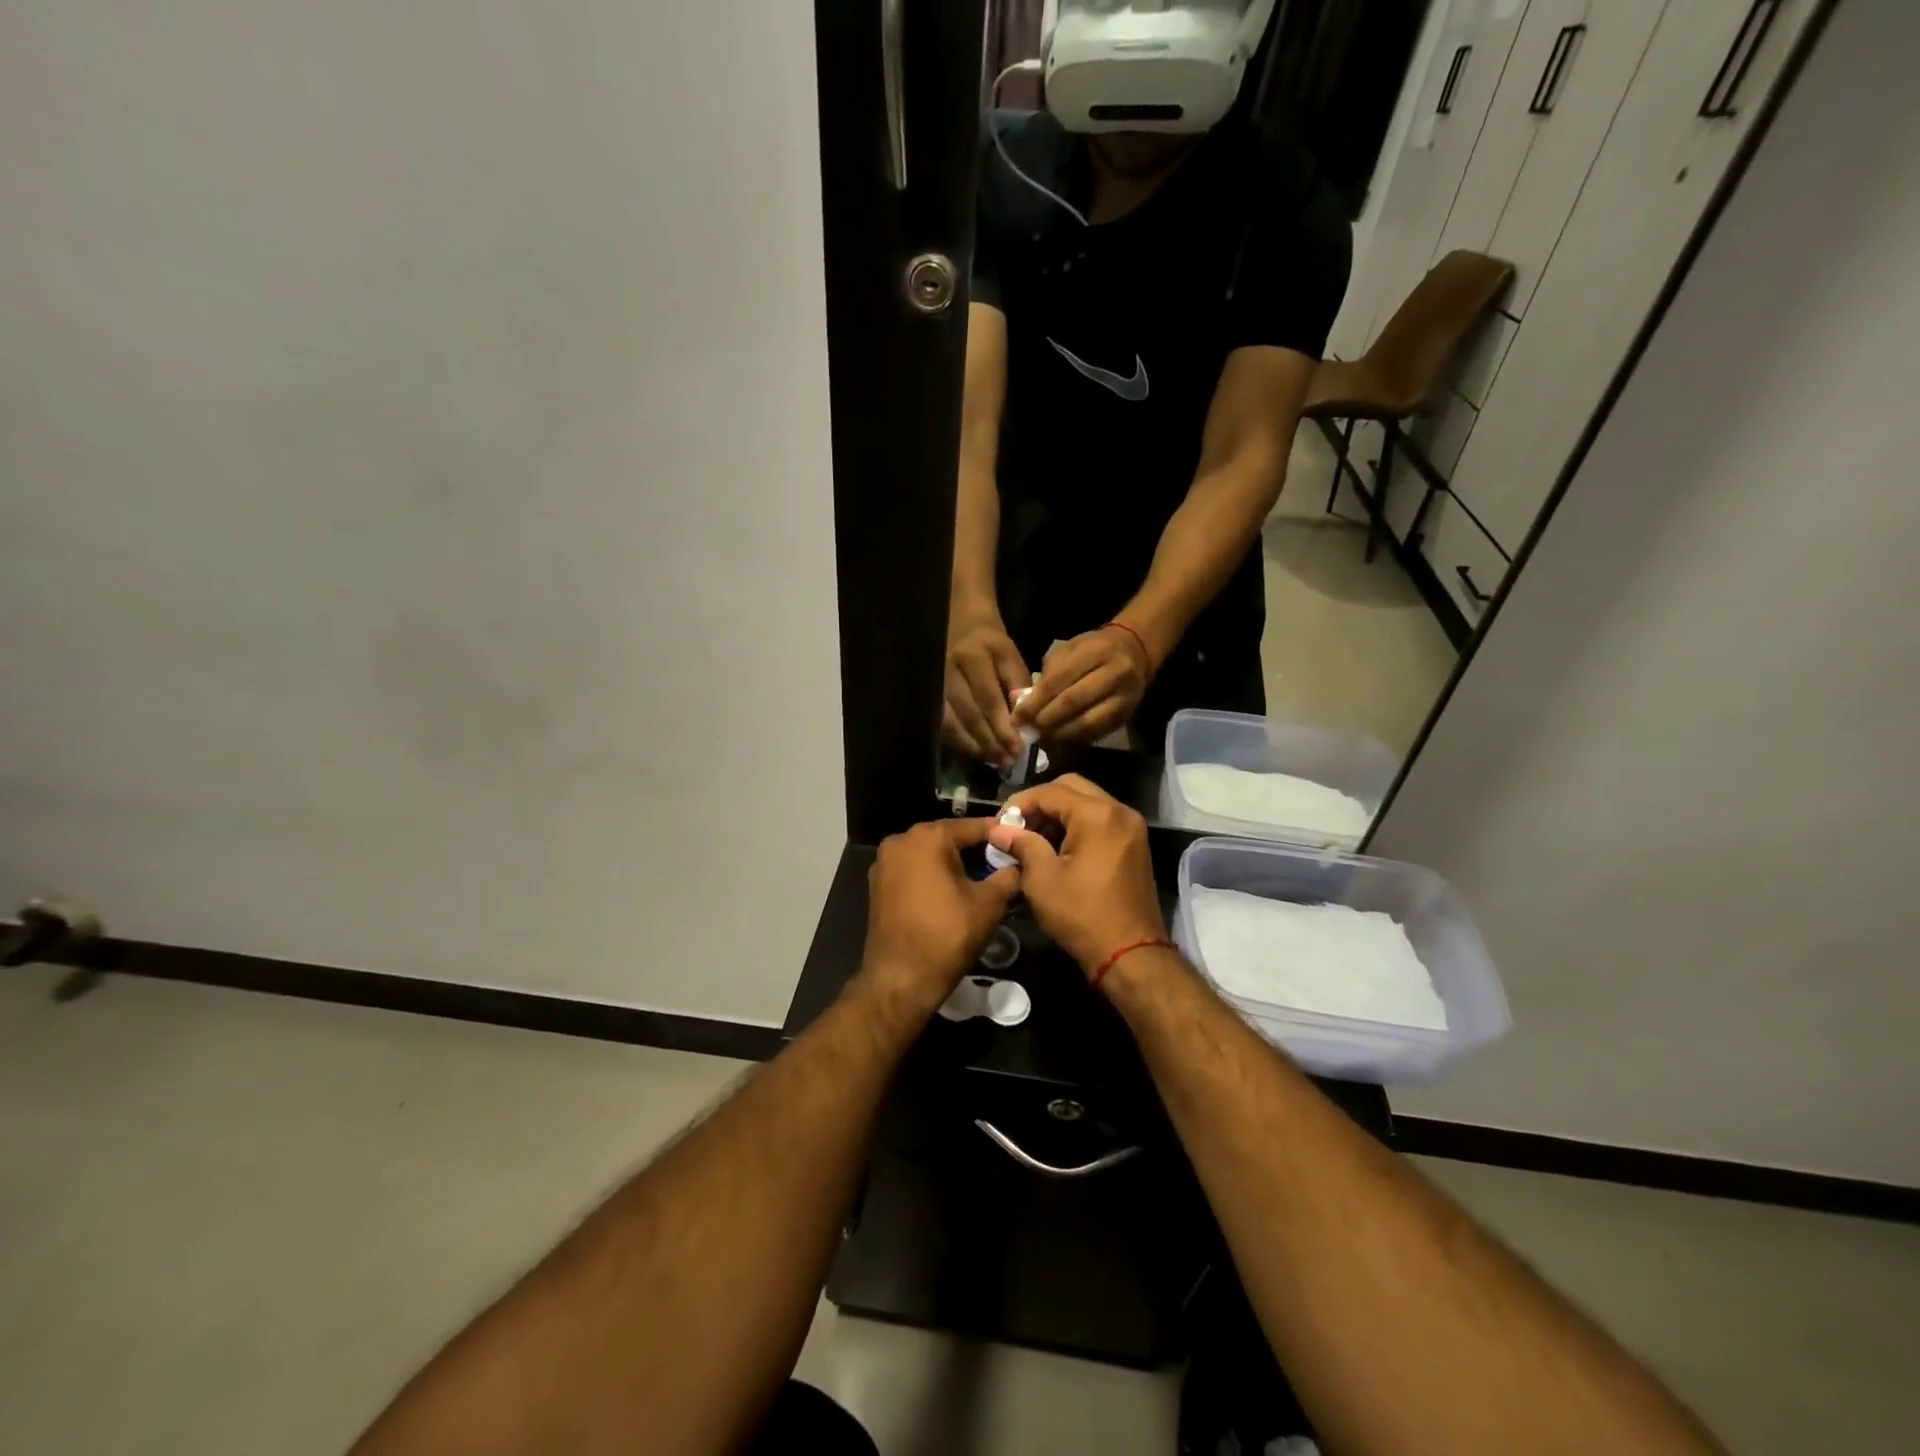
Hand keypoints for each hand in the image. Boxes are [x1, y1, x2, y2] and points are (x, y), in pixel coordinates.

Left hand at [860, 817, 1020, 1016]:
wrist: (901, 979)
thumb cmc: (947, 935)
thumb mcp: (989, 903)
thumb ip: (1008, 875)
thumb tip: (1019, 864)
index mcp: (927, 837)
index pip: (972, 826)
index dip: (999, 834)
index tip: (1020, 842)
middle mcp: (900, 841)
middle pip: (948, 838)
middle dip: (975, 849)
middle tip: (1003, 863)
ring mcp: (884, 864)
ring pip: (929, 855)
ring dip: (953, 863)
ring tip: (982, 879)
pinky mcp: (878, 886)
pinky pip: (913, 871)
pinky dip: (933, 876)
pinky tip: (953, 893)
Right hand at [943, 612, 1030, 763]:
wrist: (960, 621)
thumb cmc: (990, 642)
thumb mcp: (1010, 655)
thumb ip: (1018, 684)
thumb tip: (1021, 721)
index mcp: (974, 656)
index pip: (988, 698)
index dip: (1003, 726)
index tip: (1018, 748)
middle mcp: (949, 670)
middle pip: (969, 714)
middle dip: (990, 742)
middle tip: (1007, 761)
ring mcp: (934, 683)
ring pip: (951, 723)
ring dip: (973, 746)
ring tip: (993, 760)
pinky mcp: (928, 693)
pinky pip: (941, 723)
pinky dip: (958, 741)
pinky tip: (974, 751)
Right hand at [988, 775, 1165, 978]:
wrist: (1131, 954)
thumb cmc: (1082, 915)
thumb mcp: (1043, 880)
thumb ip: (1022, 845)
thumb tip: (999, 829)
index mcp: (1098, 815)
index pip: (1050, 791)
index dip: (1020, 803)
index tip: (1000, 822)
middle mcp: (1120, 811)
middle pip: (1072, 787)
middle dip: (1041, 803)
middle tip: (1018, 826)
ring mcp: (1131, 827)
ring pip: (1087, 802)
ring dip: (1059, 813)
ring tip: (1033, 839)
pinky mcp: (1135, 844)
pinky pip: (1101, 819)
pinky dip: (1077, 825)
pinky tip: (1057, 848)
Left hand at [1015, 625, 1151, 745]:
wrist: (1135, 652)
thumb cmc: (1094, 649)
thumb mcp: (1070, 650)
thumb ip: (1049, 673)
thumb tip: (1023, 703)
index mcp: (1097, 651)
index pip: (1060, 679)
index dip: (1036, 701)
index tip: (1017, 716)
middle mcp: (1115, 673)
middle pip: (1074, 701)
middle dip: (1045, 719)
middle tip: (1026, 730)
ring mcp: (1124, 697)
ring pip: (1087, 722)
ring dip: (1059, 734)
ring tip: (1039, 738)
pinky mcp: (1126, 716)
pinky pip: (1096, 733)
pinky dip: (1074, 739)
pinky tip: (1058, 740)